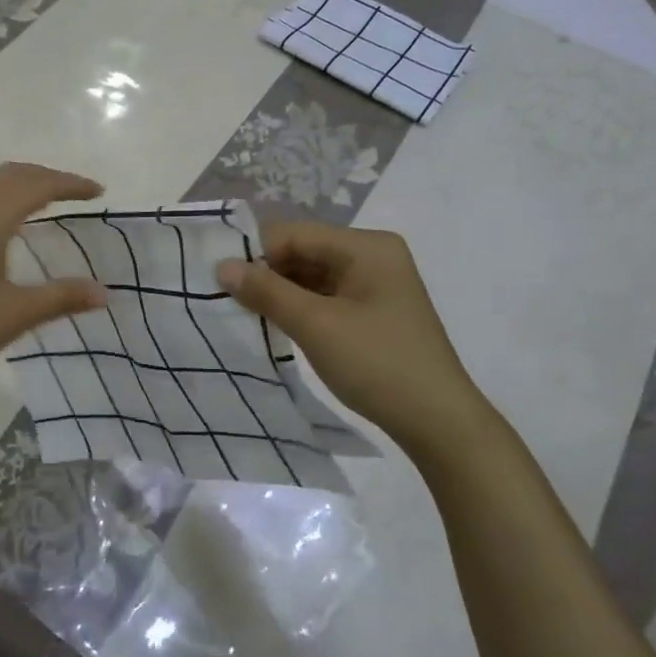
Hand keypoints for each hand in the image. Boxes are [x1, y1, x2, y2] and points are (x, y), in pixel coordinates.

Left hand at [0, 163, 106, 403]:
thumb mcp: (14, 314)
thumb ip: (61, 298)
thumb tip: (104, 293)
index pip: (37, 184)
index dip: (70, 184)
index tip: (98, 192)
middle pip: (9, 174)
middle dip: (45, 177)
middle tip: (75, 193)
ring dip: (18, 184)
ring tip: (42, 201)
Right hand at [217, 222, 501, 464]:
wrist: (438, 422)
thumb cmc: (378, 364)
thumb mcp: (316, 325)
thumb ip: (267, 292)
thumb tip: (222, 266)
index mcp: (366, 247)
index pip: (296, 234)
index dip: (255, 252)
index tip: (217, 277)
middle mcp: (373, 256)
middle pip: (304, 252)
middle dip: (266, 273)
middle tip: (224, 297)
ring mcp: (375, 285)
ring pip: (312, 277)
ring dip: (279, 292)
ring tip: (242, 312)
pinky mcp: (373, 312)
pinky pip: (325, 297)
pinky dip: (299, 308)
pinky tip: (273, 324)